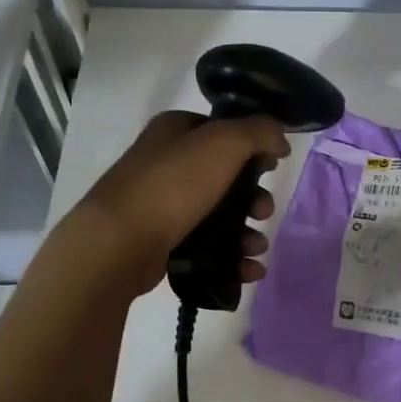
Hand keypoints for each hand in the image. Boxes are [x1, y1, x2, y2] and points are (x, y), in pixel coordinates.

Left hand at [65, 110, 288, 295]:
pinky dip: (232, 259)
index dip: (252, 146)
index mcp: (175, 132)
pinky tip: (250, 271)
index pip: (221, 131)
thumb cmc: (173, 185)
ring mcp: (163, 205)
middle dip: (254, 198)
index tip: (273, 165)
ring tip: (256, 249)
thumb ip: (258, 133)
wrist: (120, 242)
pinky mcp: (163, 242)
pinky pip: (207, 248)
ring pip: (219, 217)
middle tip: (263, 212)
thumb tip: (280, 138)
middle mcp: (166, 164)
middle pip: (226, 178)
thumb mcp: (223, 143)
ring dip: (247, 233)